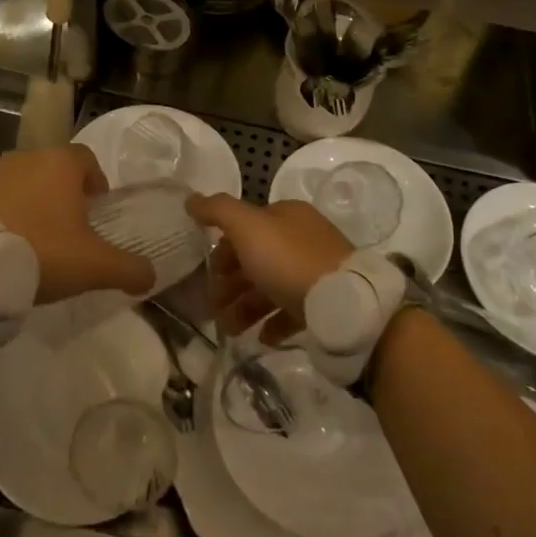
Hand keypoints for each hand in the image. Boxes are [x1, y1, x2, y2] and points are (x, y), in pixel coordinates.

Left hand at [0, 145, 153, 304]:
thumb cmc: (40, 252)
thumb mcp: (94, 266)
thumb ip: (128, 269)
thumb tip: (151, 275)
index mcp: (59, 164)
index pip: (87, 159)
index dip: (96, 181)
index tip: (97, 209)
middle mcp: (24, 158)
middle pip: (52, 170)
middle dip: (62, 194)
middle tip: (67, 230)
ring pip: (19, 183)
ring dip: (29, 203)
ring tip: (31, 241)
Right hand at [187, 194, 351, 341]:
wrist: (344, 305)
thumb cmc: (289, 260)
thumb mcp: (248, 227)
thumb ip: (218, 211)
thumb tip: (191, 198)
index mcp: (287, 215)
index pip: (246, 227)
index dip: (223, 249)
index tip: (208, 274)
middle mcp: (303, 239)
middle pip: (257, 259)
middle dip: (231, 283)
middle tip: (214, 306)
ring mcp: (316, 272)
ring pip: (271, 287)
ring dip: (246, 307)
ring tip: (229, 330)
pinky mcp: (325, 303)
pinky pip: (293, 312)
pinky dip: (273, 324)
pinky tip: (261, 337)